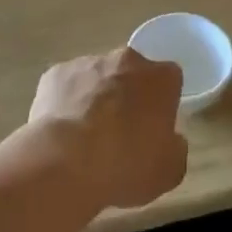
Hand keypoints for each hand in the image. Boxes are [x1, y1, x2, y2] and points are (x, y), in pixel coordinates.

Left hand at [29, 48, 187, 211]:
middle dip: (129, 94)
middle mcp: (126, 60)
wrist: (65, 163)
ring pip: (98, 76)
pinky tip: (61, 133)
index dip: (163, 103)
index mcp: (160, 78)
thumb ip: (175, 148)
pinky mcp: (55, 73)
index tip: (155, 127)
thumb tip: (170, 140)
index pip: (170, 79)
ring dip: (96, 97)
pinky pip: (66, 85)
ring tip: (85, 137)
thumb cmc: (126, 165)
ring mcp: (88, 63)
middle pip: (133, 72)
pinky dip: (66, 103)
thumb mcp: (169, 171)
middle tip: (121, 131)